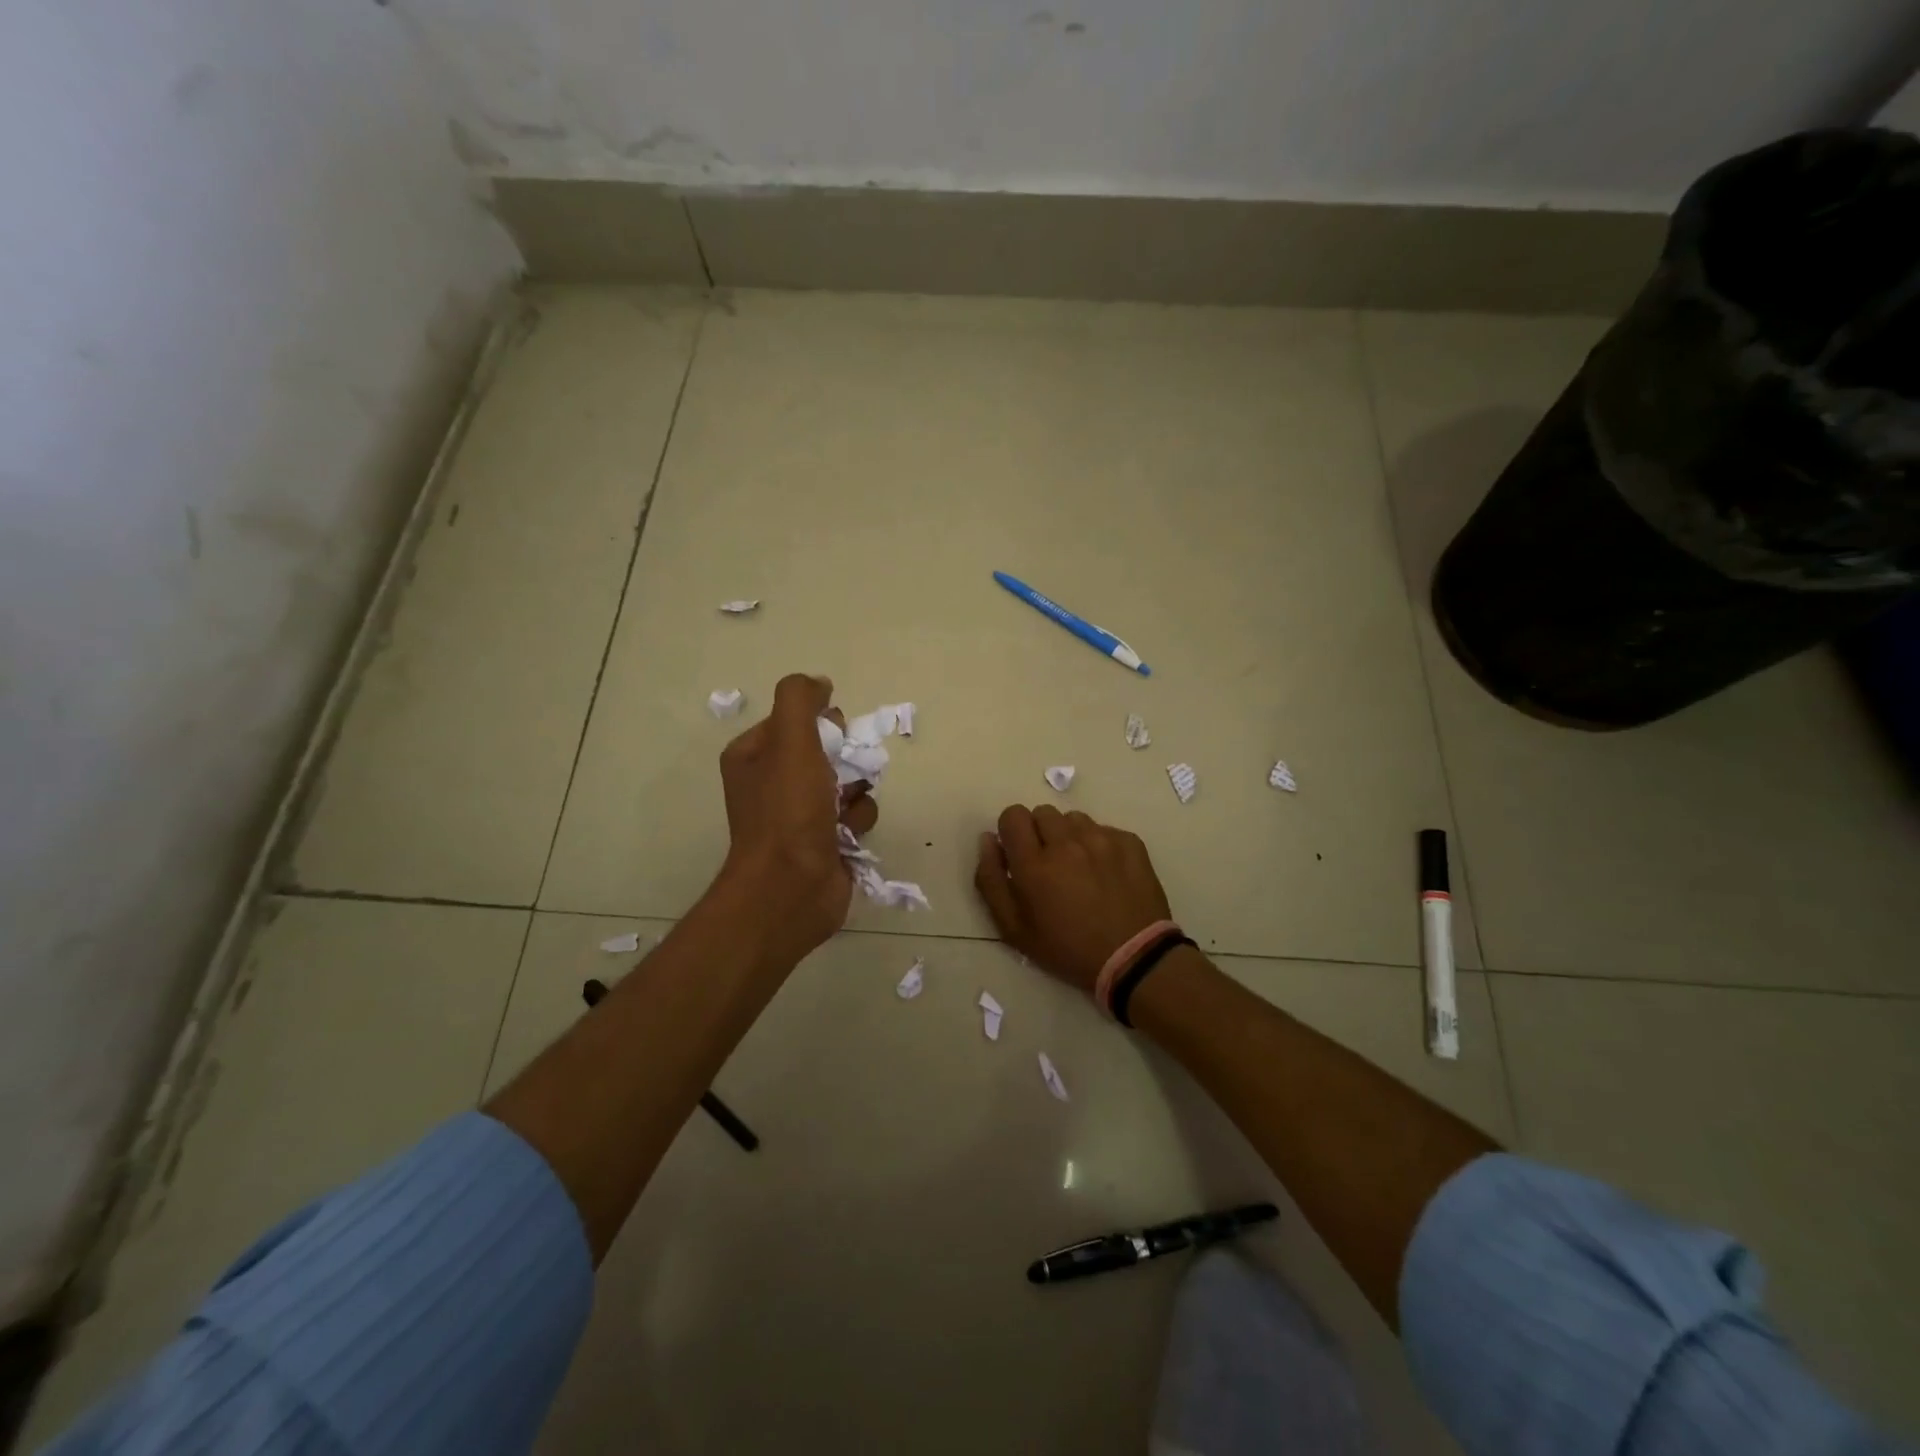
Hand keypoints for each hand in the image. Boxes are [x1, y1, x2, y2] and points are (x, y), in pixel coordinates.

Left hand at [715, 674, 877, 967]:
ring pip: (849, 782)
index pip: (797, 720)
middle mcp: (774, 783)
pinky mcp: (825, 842)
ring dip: (855, 792)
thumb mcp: (790, 741)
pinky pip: (856, 815)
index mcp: (754, 756)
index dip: (821, 723)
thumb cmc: (787, 811)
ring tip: (843, 811)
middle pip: (827, 749)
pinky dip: (857, 822)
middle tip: (841, 772)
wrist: (790, 888)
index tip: (832, 733)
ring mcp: (800, 815)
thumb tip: (819, 682)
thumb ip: (800, 700)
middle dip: (845, 758)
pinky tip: (847, 836)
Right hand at [973, 805, 1172, 995]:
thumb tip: (988, 840)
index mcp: (1034, 863)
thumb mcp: (1014, 929)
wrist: (1134, 958)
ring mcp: (1102, 839)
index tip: (1019, 853)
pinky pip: (1104, 829)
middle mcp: (1066, 842)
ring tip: (1080, 867)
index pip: (1013, 815)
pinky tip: (1106, 872)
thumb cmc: (1067, 949)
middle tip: (1050, 864)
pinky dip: (1099, 844)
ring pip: (1074, 819)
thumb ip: (991, 880)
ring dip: (1070, 836)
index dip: (1012, 831)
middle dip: (1040, 833)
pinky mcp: (1130, 842)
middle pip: (1042, 812)